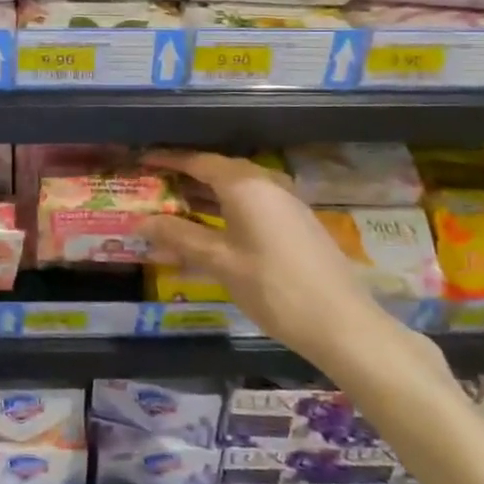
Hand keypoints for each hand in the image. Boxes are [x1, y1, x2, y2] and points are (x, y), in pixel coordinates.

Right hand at [138, 150, 450, 384]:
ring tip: (172, 209)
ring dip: (204, 198)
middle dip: (184, 179)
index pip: (197, 161)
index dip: (167, 160)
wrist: (342, 324)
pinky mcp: (295, 223)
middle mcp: (266, 183)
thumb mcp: (220, 262)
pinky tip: (210, 232)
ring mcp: (284, 203)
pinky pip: (251, 206)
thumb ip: (180, 237)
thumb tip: (140, 222)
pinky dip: (224, 212)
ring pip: (234, 190)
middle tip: (152, 188)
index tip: (140, 161)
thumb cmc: (274, 287)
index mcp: (245, 184)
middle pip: (217, 171)